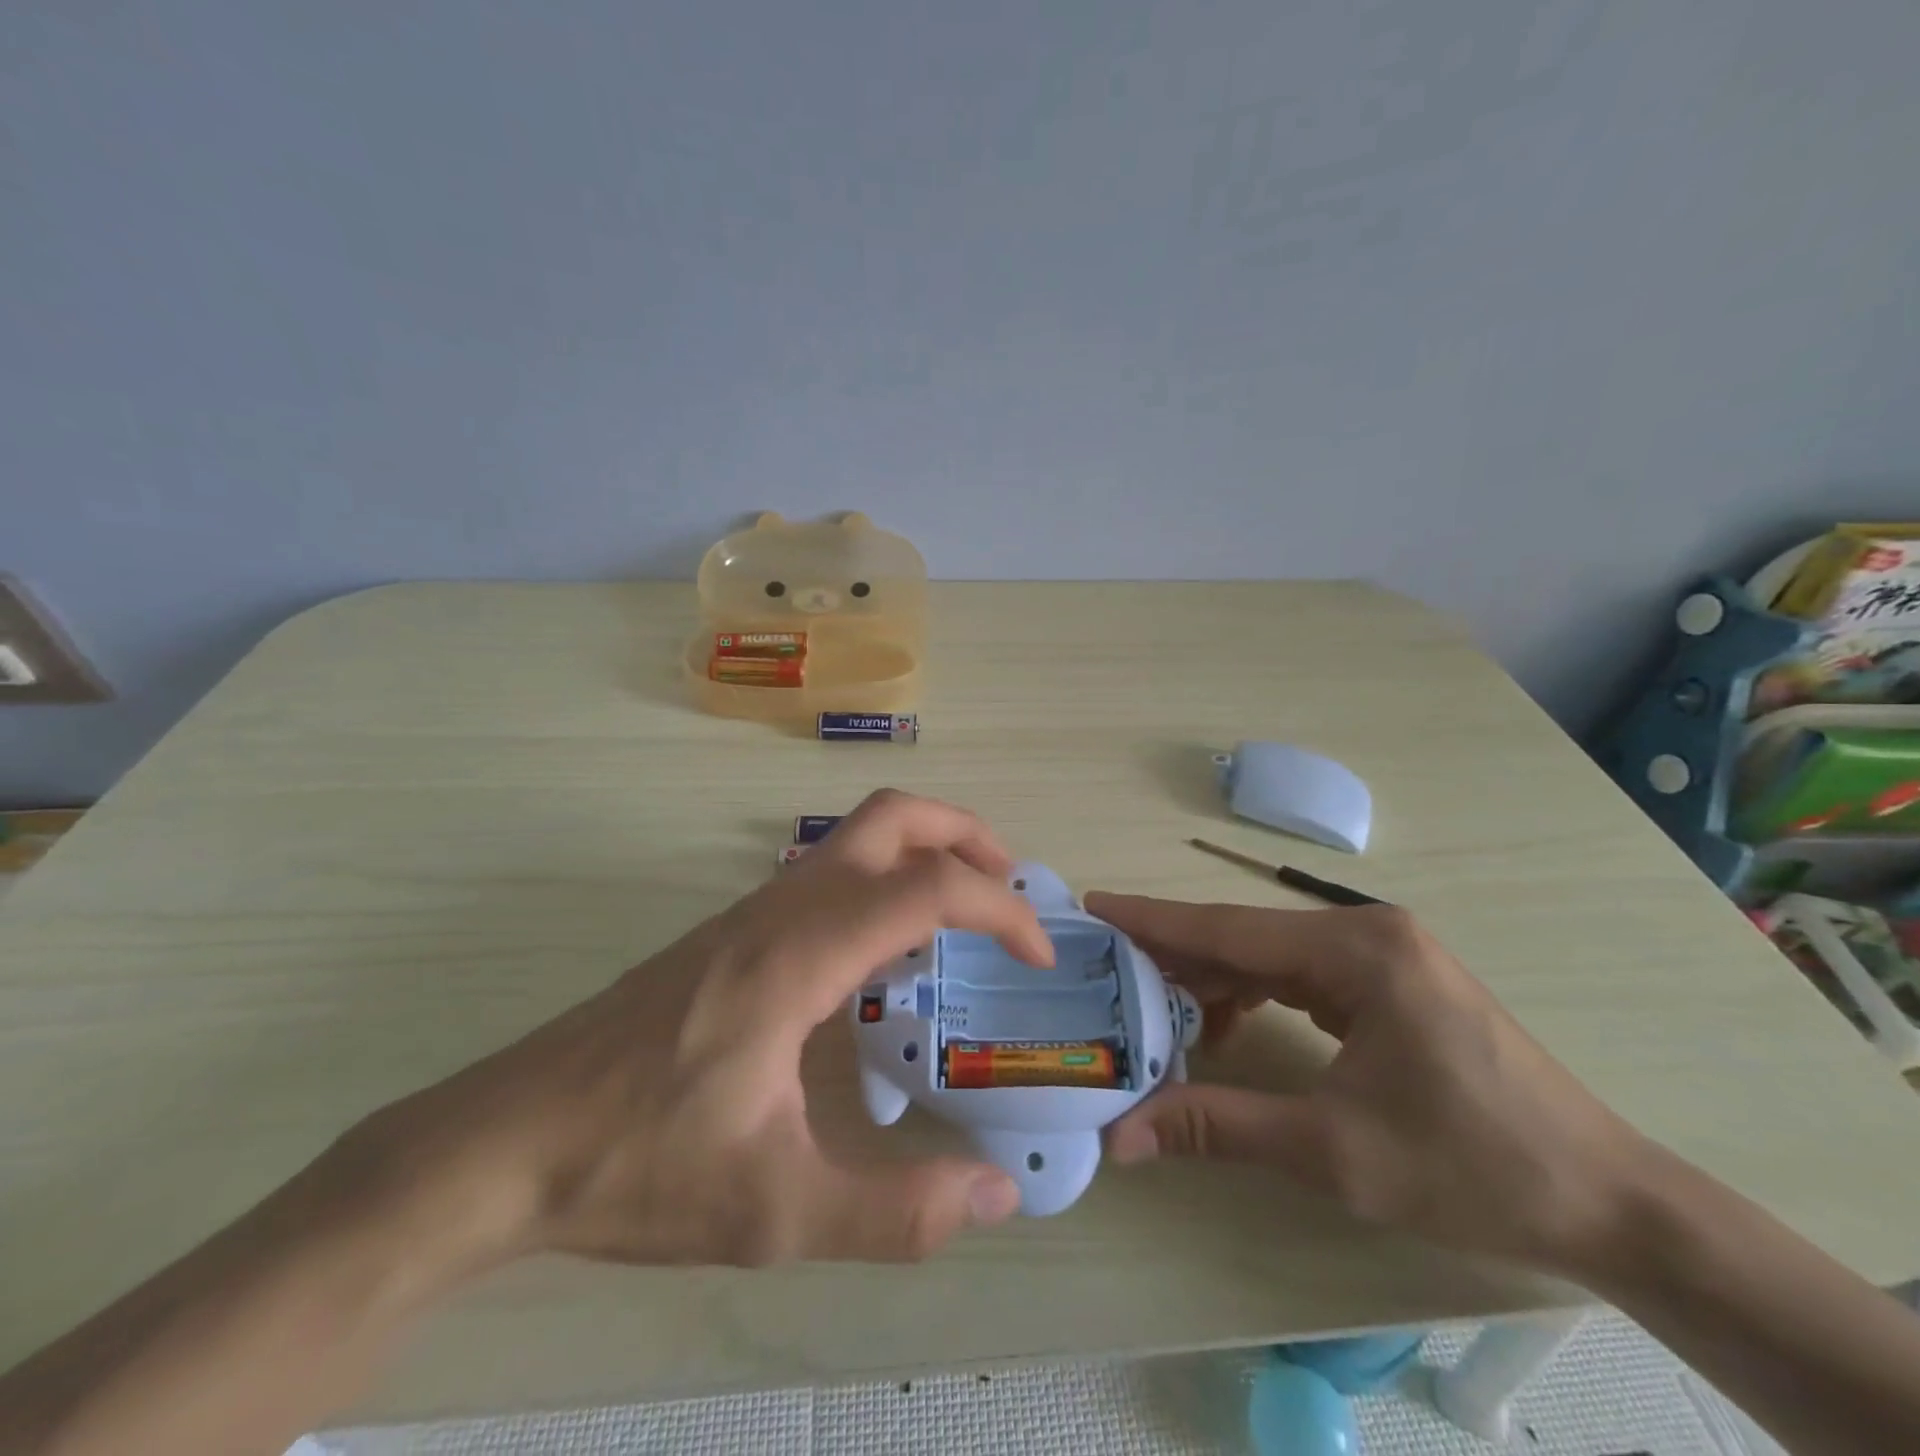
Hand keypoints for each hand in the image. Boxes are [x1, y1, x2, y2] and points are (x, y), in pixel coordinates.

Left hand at [329, 790, 1048, 1271]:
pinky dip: (883, 882)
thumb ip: (894, 1212)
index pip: (928, 887)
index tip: (1039, 955)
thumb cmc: (638, 1166)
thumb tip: (998, 1197)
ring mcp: (752, 911)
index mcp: (802, 952)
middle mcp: (782, 907)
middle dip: (966, 835)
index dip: (1001, 910)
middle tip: (1013, 890)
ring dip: (924, 854)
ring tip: (963, 921)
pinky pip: (828, 873)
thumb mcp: (776, 1212)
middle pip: (892, 817)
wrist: (503, 1143)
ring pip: (856, 837)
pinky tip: (884, 958)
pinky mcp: (732, 931)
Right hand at [1083, 895, 1648, 1275]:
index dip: (1153, 920)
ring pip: (1267, 955)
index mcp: (1356, 950)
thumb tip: (1122, 1136)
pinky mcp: (1388, 983)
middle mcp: (1364, 933)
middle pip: (1244, 937)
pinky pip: (1297, 976)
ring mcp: (1380, 955)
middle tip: (1105, 965)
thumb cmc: (1473, 1167)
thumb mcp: (1333, 1150)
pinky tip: (1220, 1026)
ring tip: (1152, 1008)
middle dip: (1173, 954)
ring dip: (1211, 980)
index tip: (1094, 905)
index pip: (1227, 927)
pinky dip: (1251, 995)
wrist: (1608, 1205)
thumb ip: (1218, 1126)